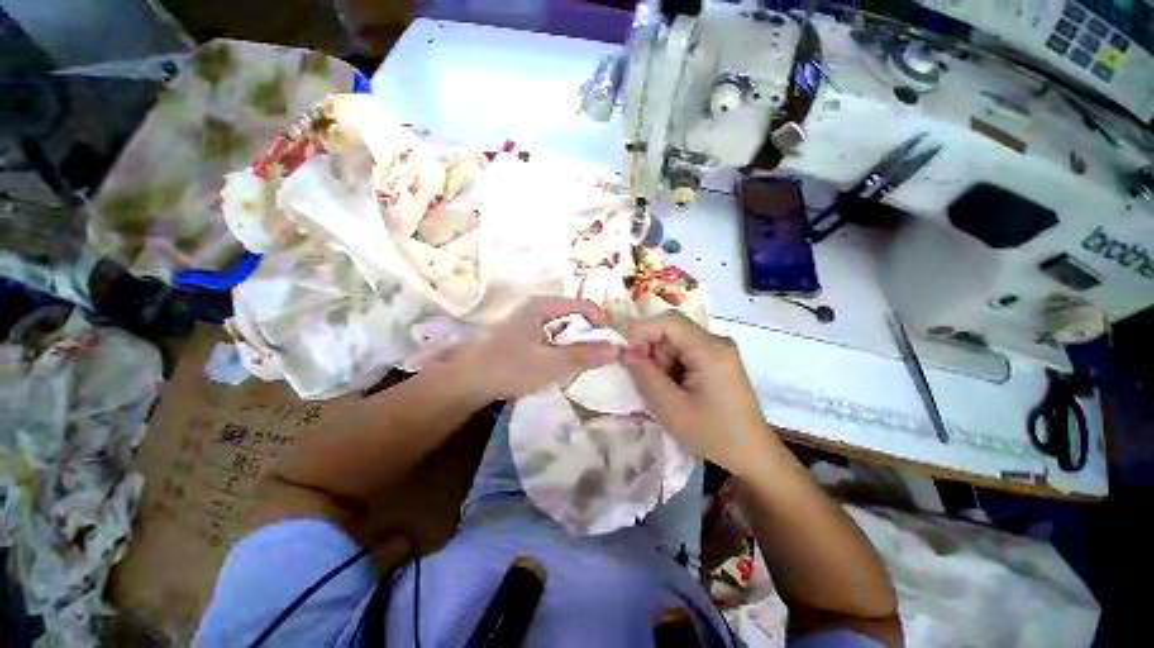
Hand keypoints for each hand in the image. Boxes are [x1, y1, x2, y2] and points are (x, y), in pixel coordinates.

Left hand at [462, 297, 619, 399]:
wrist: (468, 381)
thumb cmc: (511, 367)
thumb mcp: (552, 363)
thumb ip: (585, 355)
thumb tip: (617, 349)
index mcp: (543, 306)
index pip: (583, 305)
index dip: (601, 321)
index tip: (612, 343)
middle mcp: (537, 308)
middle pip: (574, 314)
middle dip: (590, 333)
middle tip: (600, 354)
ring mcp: (529, 322)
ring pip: (564, 327)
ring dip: (577, 341)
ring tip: (584, 360)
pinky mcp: (524, 336)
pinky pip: (553, 336)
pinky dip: (564, 346)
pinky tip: (562, 362)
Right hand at [622, 311, 774, 475]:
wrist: (752, 454)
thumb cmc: (712, 434)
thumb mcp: (670, 407)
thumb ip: (644, 375)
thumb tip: (626, 352)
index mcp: (709, 349)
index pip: (668, 320)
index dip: (642, 332)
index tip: (629, 357)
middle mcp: (717, 342)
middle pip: (672, 331)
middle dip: (653, 352)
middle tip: (648, 382)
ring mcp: (720, 351)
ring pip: (676, 343)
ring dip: (662, 363)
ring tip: (665, 392)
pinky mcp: (719, 361)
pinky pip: (686, 353)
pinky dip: (673, 367)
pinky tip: (677, 391)